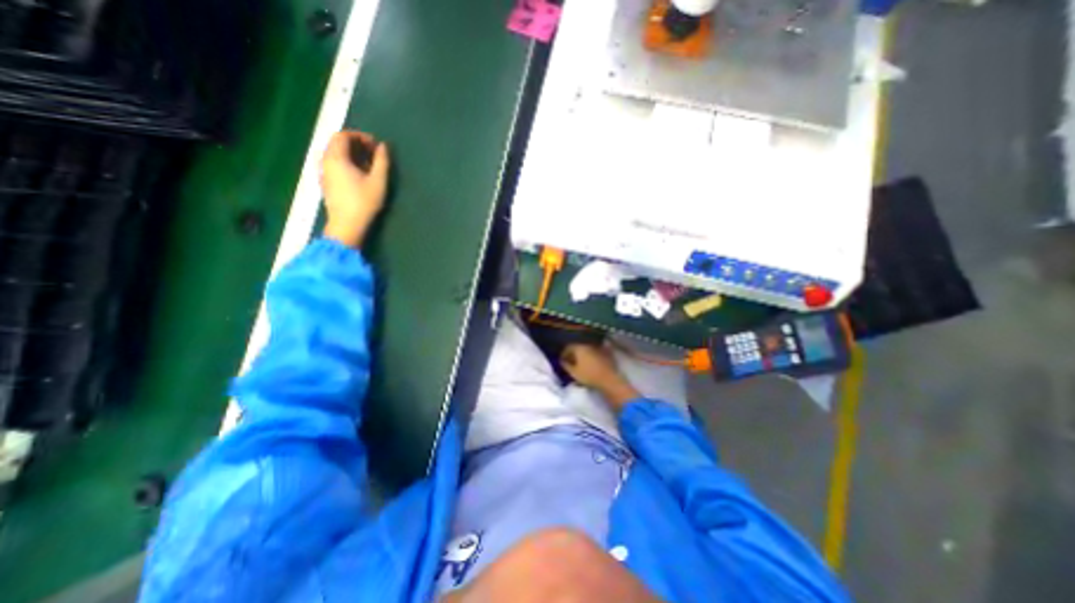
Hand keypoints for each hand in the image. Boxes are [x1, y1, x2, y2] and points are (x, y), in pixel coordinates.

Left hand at [321, 130, 393, 246]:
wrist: (347, 225)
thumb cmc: (364, 202)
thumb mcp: (378, 181)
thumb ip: (382, 161)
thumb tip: (383, 146)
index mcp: (335, 157)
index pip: (342, 135)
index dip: (359, 136)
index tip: (375, 145)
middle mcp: (325, 161)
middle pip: (337, 144)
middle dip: (356, 144)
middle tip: (373, 154)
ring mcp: (324, 173)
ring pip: (335, 155)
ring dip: (352, 155)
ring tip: (369, 165)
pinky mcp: (326, 183)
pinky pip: (334, 165)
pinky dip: (347, 163)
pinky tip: (360, 175)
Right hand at [564, 341, 636, 411]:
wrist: (609, 380)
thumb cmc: (589, 376)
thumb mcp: (573, 372)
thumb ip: (566, 365)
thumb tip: (562, 361)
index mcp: (579, 347)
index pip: (568, 348)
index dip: (564, 354)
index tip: (562, 361)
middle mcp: (589, 344)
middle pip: (578, 347)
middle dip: (574, 353)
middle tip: (571, 361)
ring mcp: (599, 347)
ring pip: (587, 348)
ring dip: (583, 354)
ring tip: (582, 362)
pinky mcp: (607, 352)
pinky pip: (596, 351)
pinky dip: (592, 355)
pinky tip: (592, 362)